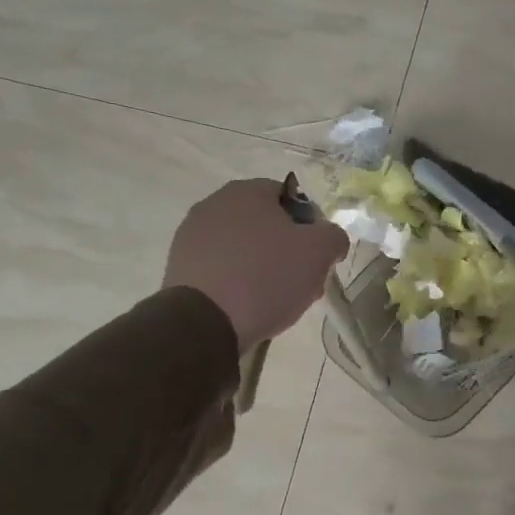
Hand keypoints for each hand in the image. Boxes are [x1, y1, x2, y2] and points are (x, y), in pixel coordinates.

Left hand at [163, 177, 347, 353]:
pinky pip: (222, 269)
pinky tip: (249, 306)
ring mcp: (192, 236)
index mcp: (247, 191)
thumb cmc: (267, 276)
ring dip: (265, 267)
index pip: (291, 197)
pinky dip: (239, 282)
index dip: (311, 225)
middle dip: (288, 250)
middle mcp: (214, 204)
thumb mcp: (319, 252)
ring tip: (278, 299)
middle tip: (303, 280)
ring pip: (244, 248)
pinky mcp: (180, 267)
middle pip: (266, 224)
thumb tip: (331, 239)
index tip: (319, 255)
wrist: (204, 322)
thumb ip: (334, 236)